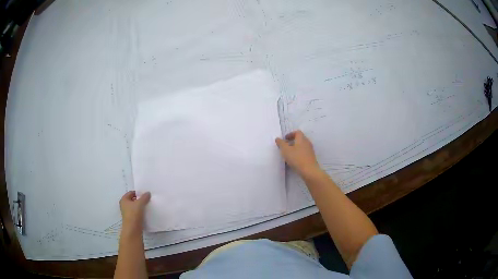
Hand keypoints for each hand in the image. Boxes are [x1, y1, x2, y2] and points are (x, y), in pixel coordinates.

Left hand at [119, 191, 150, 236]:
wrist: (132, 229)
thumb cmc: (133, 214)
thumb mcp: (140, 203)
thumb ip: (144, 197)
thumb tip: (148, 193)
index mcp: (124, 199)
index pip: (131, 193)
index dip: (138, 193)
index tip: (145, 194)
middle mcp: (124, 205)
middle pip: (133, 200)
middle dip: (139, 199)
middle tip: (147, 200)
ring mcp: (127, 213)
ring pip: (135, 207)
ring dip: (140, 206)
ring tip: (148, 206)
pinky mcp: (131, 219)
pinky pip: (136, 213)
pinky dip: (141, 212)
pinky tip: (146, 213)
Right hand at [275, 130, 320, 177]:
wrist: (309, 171)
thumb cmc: (297, 158)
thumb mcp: (286, 150)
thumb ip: (281, 143)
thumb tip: (278, 139)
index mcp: (302, 139)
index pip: (297, 132)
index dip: (290, 134)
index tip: (285, 139)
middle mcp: (307, 143)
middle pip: (300, 139)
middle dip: (292, 141)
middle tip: (285, 146)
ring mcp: (310, 150)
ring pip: (301, 146)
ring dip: (295, 148)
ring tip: (288, 154)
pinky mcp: (311, 157)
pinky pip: (303, 152)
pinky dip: (298, 154)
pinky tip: (294, 160)